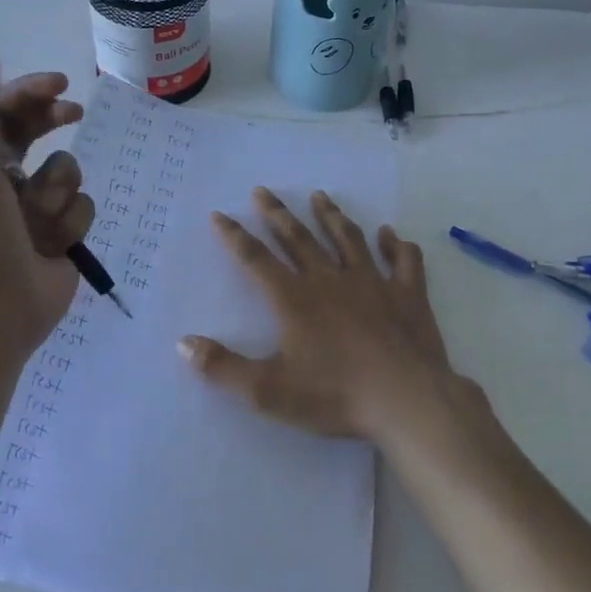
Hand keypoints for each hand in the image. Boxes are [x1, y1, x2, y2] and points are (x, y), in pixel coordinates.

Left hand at [0, 52, 95, 358]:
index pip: (6, 110)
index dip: (31, 90)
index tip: (60, 84)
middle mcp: (6, 178)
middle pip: (40, 132)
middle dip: (55, 121)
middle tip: (74, 111)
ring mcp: (36, 208)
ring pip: (69, 172)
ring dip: (59, 192)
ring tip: (40, 220)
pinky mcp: (61, 235)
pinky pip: (83, 208)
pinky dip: (71, 223)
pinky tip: (55, 245)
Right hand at [177, 188, 479, 445]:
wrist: (406, 400)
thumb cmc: (335, 396)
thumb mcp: (268, 391)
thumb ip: (223, 368)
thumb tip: (183, 343)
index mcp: (295, 299)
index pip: (256, 260)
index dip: (234, 236)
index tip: (219, 214)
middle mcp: (330, 280)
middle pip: (298, 239)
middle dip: (277, 214)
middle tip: (263, 191)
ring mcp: (373, 283)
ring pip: (348, 240)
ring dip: (331, 216)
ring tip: (320, 196)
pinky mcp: (407, 294)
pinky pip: (403, 262)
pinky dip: (397, 246)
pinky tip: (392, 235)